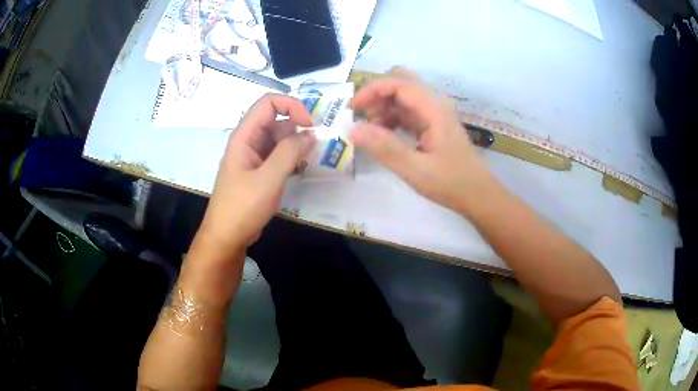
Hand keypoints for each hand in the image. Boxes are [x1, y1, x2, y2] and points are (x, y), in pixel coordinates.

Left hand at [198, 94, 314, 256]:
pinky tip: (302, 168)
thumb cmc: (242, 207)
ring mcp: (253, 156)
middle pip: (276, 119)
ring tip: (312, 157)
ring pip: (278, 138)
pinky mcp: (259, 171)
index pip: (268, 103)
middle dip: (297, 126)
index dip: (291, 106)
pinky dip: (291, 157)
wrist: (226, 237)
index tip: (310, 124)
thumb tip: (310, 134)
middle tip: (317, 143)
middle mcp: (249, 141)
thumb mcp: (269, 178)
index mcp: (245, 136)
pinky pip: (277, 155)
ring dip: (296, 143)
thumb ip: (290, 152)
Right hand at [350, 67, 493, 213]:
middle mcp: (433, 104)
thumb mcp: (416, 170)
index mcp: (433, 109)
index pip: (398, 83)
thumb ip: (386, 148)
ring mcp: (433, 113)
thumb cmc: (451, 183)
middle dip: (376, 94)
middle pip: (400, 81)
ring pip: (402, 95)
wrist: (477, 194)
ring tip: (371, 131)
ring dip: (383, 106)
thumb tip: (353, 130)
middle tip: (361, 116)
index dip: (372, 90)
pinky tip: (384, 136)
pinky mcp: (431, 123)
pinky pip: (406, 111)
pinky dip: (391, 117)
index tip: (352, 110)